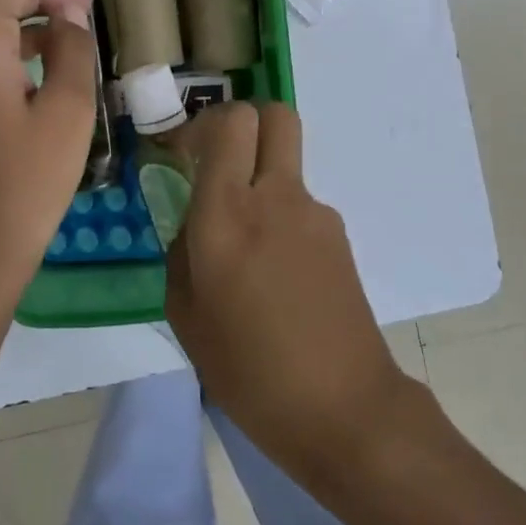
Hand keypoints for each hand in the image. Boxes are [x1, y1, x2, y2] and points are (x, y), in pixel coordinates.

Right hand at [165, 102, 409, 480]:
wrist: (344, 409)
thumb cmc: (249, 370)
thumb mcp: (186, 315)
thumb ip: (182, 252)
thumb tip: (194, 223)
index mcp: (226, 214)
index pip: (230, 123)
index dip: (203, 124)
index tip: (184, 152)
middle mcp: (275, 197)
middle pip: (274, 115)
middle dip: (244, 123)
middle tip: (218, 162)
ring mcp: (315, 214)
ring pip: (285, 165)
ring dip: (260, 181)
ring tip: (246, 250)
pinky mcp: (340, 236)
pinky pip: (299, 206)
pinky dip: (281, 219)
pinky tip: (275, 276)